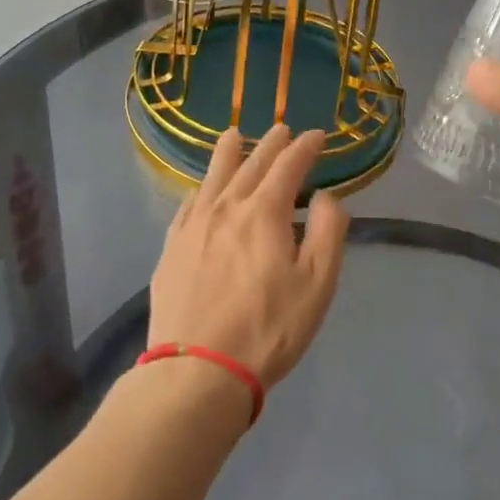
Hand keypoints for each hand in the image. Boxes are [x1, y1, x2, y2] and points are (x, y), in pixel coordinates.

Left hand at [148, 124, 349, 390]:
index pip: (289, 165)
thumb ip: (327, 232)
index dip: (305, 147)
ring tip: (234, 135)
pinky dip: (202, 187)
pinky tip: (202, 189)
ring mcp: (194, 225)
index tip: (317, 136)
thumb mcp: (317, 284)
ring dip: (229, 152)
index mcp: (264, 212)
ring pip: (214, 176)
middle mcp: (227, 207)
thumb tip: (327, 196)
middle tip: (283, 129)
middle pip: (251, 164)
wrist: (198, 369)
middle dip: (271, 144)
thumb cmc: (269, 329)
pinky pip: (189, 203)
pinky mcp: (172, 247)